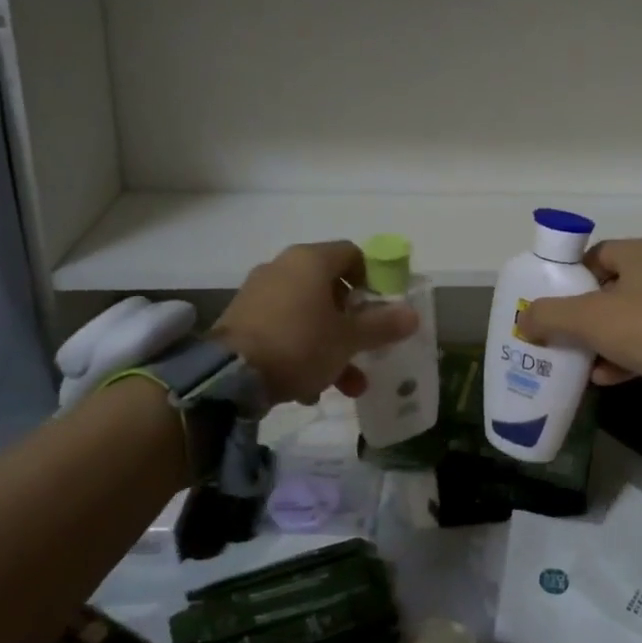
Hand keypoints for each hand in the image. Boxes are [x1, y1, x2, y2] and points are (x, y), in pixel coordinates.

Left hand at [212, 241, 419, 405]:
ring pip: (308, 315)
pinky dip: (302, 351)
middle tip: (366, 347)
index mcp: (310, 260)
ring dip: (331, 346)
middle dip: (353, 323)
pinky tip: (308, 389)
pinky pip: (284, 329)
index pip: (352, 254)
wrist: (228, 377)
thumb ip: (382, 325)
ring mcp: (259, 293)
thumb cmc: (300, 344)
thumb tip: (412, 315)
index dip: (374, 278)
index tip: (383, 308)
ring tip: (346, 385)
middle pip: (331, 288)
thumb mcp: (349, 339)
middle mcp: (283, 267)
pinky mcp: (242, 320)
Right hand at [516, 238, 641, 410]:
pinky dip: (623, 357)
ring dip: (601, 338)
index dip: (572, 276)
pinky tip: (602, 376)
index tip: (553, 301)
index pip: (597, 254)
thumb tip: (524, 320)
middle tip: (560, 330)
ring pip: (628, 318)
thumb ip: (549, 315)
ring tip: (577, 357)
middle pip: (611, 288)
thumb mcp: (586, 317)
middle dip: (583, 312)